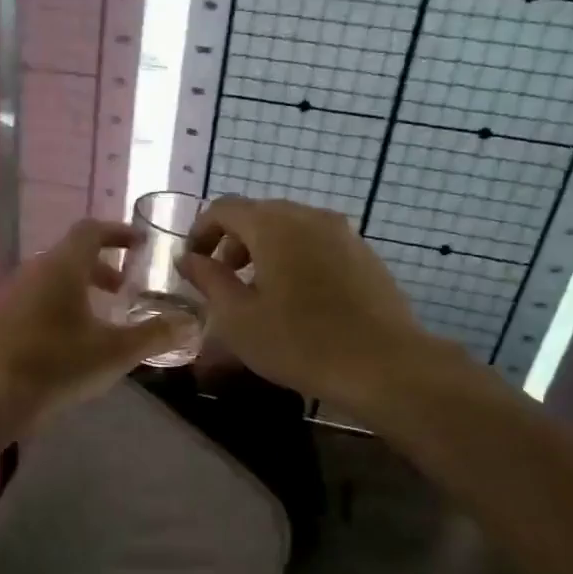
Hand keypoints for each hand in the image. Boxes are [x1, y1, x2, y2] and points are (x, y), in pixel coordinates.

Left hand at [0, 218, 192, 427]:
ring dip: (81, 286)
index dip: (118, 232)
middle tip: (125, 288)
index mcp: (62, 266)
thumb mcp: (116, 351)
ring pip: (53, 277)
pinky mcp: (1, 317)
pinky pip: (37, 296)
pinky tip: (70, 338)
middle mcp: (34, 269)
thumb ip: (155, 334)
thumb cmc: (59, 364)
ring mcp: (13, 292)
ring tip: (102, 317)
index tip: (140, 245)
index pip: (91, 230)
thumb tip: (190, 324)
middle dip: (103, 266)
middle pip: (72, 254)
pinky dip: (61, 303)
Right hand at [177, 197, 452, 410]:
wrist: (384, 364)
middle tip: (222, 281)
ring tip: (259, 294)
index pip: (224, 208)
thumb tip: (188, 258)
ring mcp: (342, 233)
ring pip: (290, 229)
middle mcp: (309, 216)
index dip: (201, 232)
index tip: (192, 265)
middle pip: (259, 214)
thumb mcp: (238, 318)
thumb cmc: (300, 342)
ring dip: (264, 251)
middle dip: (233, 242)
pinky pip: (317, 244)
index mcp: (273, 225)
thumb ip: (208, 280)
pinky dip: (295, 259)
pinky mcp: (364, 254)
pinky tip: (298, 301)